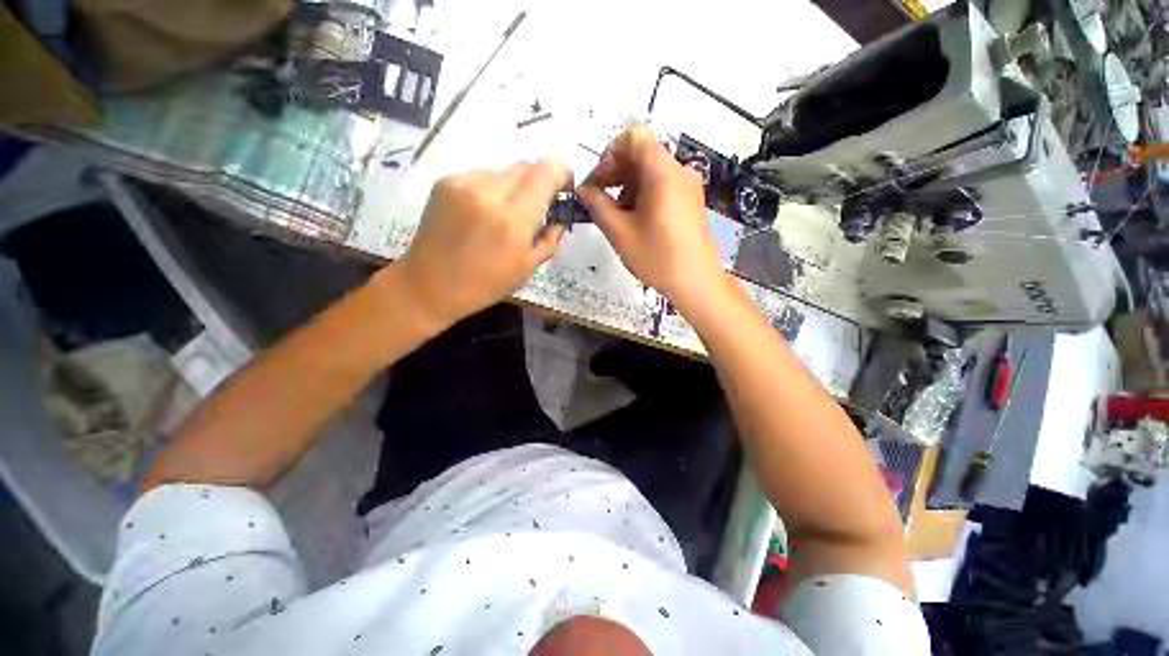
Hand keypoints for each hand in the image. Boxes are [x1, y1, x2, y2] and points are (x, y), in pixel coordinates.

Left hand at [396, 159, 570, 327]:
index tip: (564, 185)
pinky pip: (481, 176)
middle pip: (526, 166)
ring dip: (513, 187)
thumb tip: (559, 218)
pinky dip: (490, 190)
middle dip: (538, 182)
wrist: (429, 285)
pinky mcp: (445, 182)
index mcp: (514, 220)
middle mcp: (489, 193)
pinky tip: (481, 213)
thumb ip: (550, 239)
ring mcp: (463, 184)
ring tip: (503, 214)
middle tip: (534, 207)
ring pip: (503, 171)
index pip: (546, 172)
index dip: (561, 172)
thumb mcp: (527, 269)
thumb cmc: (485, 284)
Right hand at [578, 127, 725, 309]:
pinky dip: (642, 195)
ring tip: (615, 215)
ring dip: (627, 186)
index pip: (633, 138)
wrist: (696, 282)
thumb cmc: (657, 258)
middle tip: (598, 201)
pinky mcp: (690, 201)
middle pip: (641, 154)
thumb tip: (583, 190)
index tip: (597, 184)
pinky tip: (633, 220)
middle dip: (615, 173)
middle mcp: (679, 171)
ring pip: (650, 171)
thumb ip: (598, 206)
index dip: (609, 156)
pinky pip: (662, 185)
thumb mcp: (620, 233)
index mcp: (663, 172)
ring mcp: (687, 186)